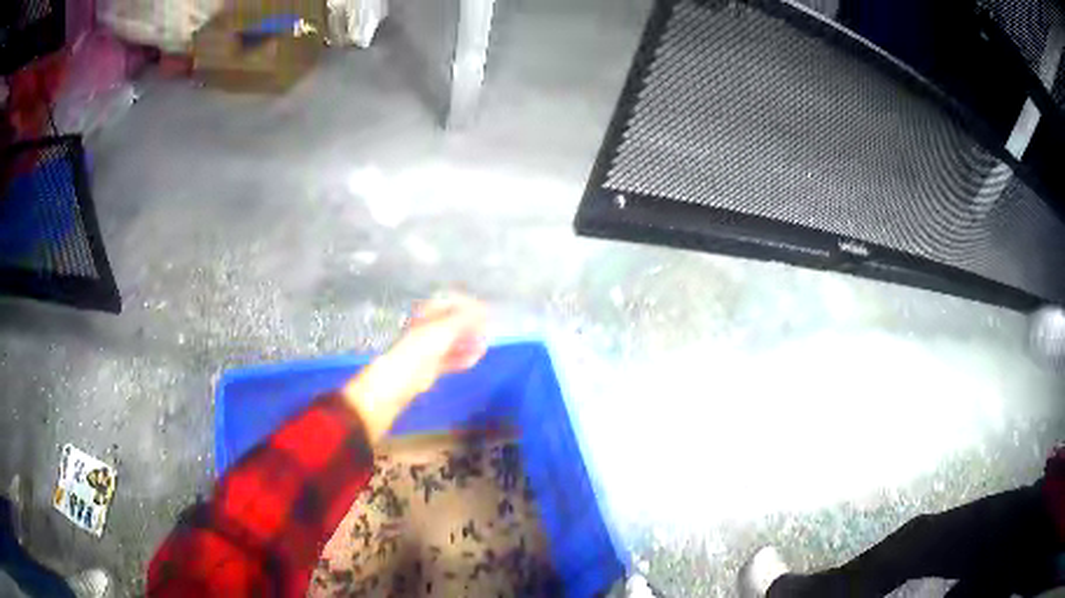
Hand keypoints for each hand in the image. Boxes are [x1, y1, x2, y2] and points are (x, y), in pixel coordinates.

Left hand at [343, 293, 487, 442]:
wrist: (400, 380)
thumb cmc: (419, 350)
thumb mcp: (444, 330)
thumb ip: (465, 319)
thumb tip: (484, 309)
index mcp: (427, 315)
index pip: (450, 303)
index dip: (468, 305)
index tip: (485, 311)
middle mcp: (427, 329)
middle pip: (452, 323)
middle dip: (470, 325)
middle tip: (487, 329)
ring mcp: (428, 348)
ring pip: (452, 342)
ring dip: (468, 342)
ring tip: (484, 344)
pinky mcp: (430, 367)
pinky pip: (450, 359)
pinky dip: (463, 358)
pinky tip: (474, 359)